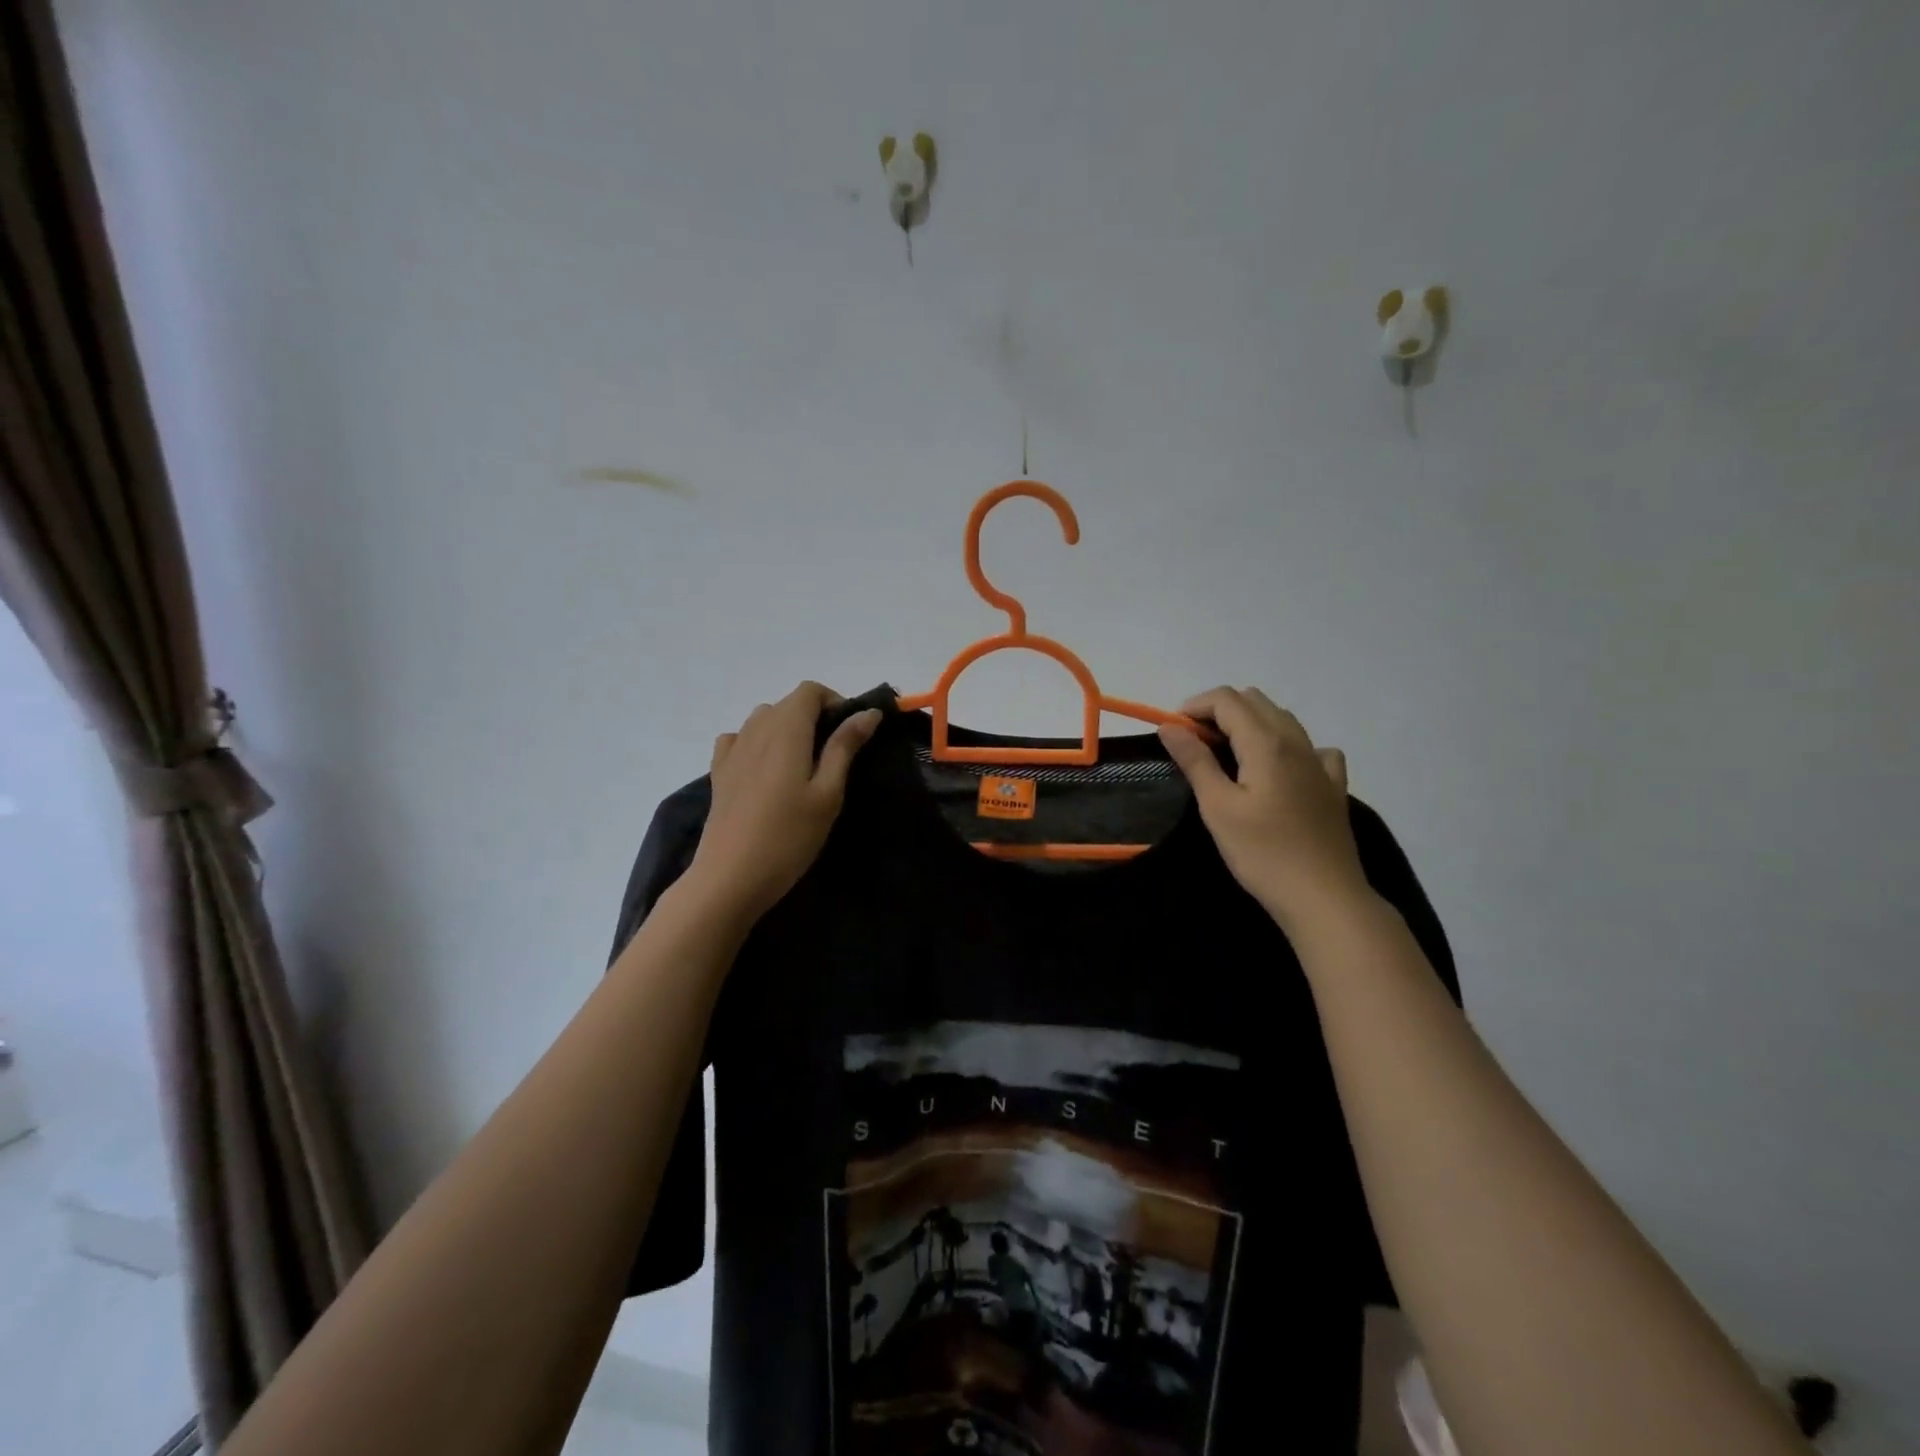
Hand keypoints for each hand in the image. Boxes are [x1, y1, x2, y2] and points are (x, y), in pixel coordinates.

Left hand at [684, 683, 882, 921]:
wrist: (730, 877)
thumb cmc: (789, 836)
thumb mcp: (828, 793)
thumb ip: (845, 747)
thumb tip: (868, 712)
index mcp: (786, 730)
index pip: (810, 690)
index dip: (835, 702)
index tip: (851, 733)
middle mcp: (756, 730)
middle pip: (788, 703)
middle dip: (815, 717)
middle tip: (834, 757)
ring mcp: (732, 750)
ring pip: (763, 719)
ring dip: (787, 730)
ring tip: (802, 766)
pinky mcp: (718, 772)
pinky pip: (740, 739)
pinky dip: (758, 743)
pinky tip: (766, 771)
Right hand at [1158, 687, 1371, 933]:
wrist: (1325, 898)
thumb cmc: (1263, 853)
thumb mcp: (1218, 807)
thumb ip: (1195, 761)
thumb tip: (1170, 726)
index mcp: (1266, 743)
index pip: (1227, 700)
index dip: (1194, 706)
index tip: (1173, 732)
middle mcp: (1297, 742)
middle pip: (1255, 701)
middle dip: (1219, 712)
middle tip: (1195, 744)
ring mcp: (1320, 764)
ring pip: (1283, 719)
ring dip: (1250, 724)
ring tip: (1227, 757)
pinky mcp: (1333, 787)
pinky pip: (1312, 748)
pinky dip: (1287, 746)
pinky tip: (1280, 770)